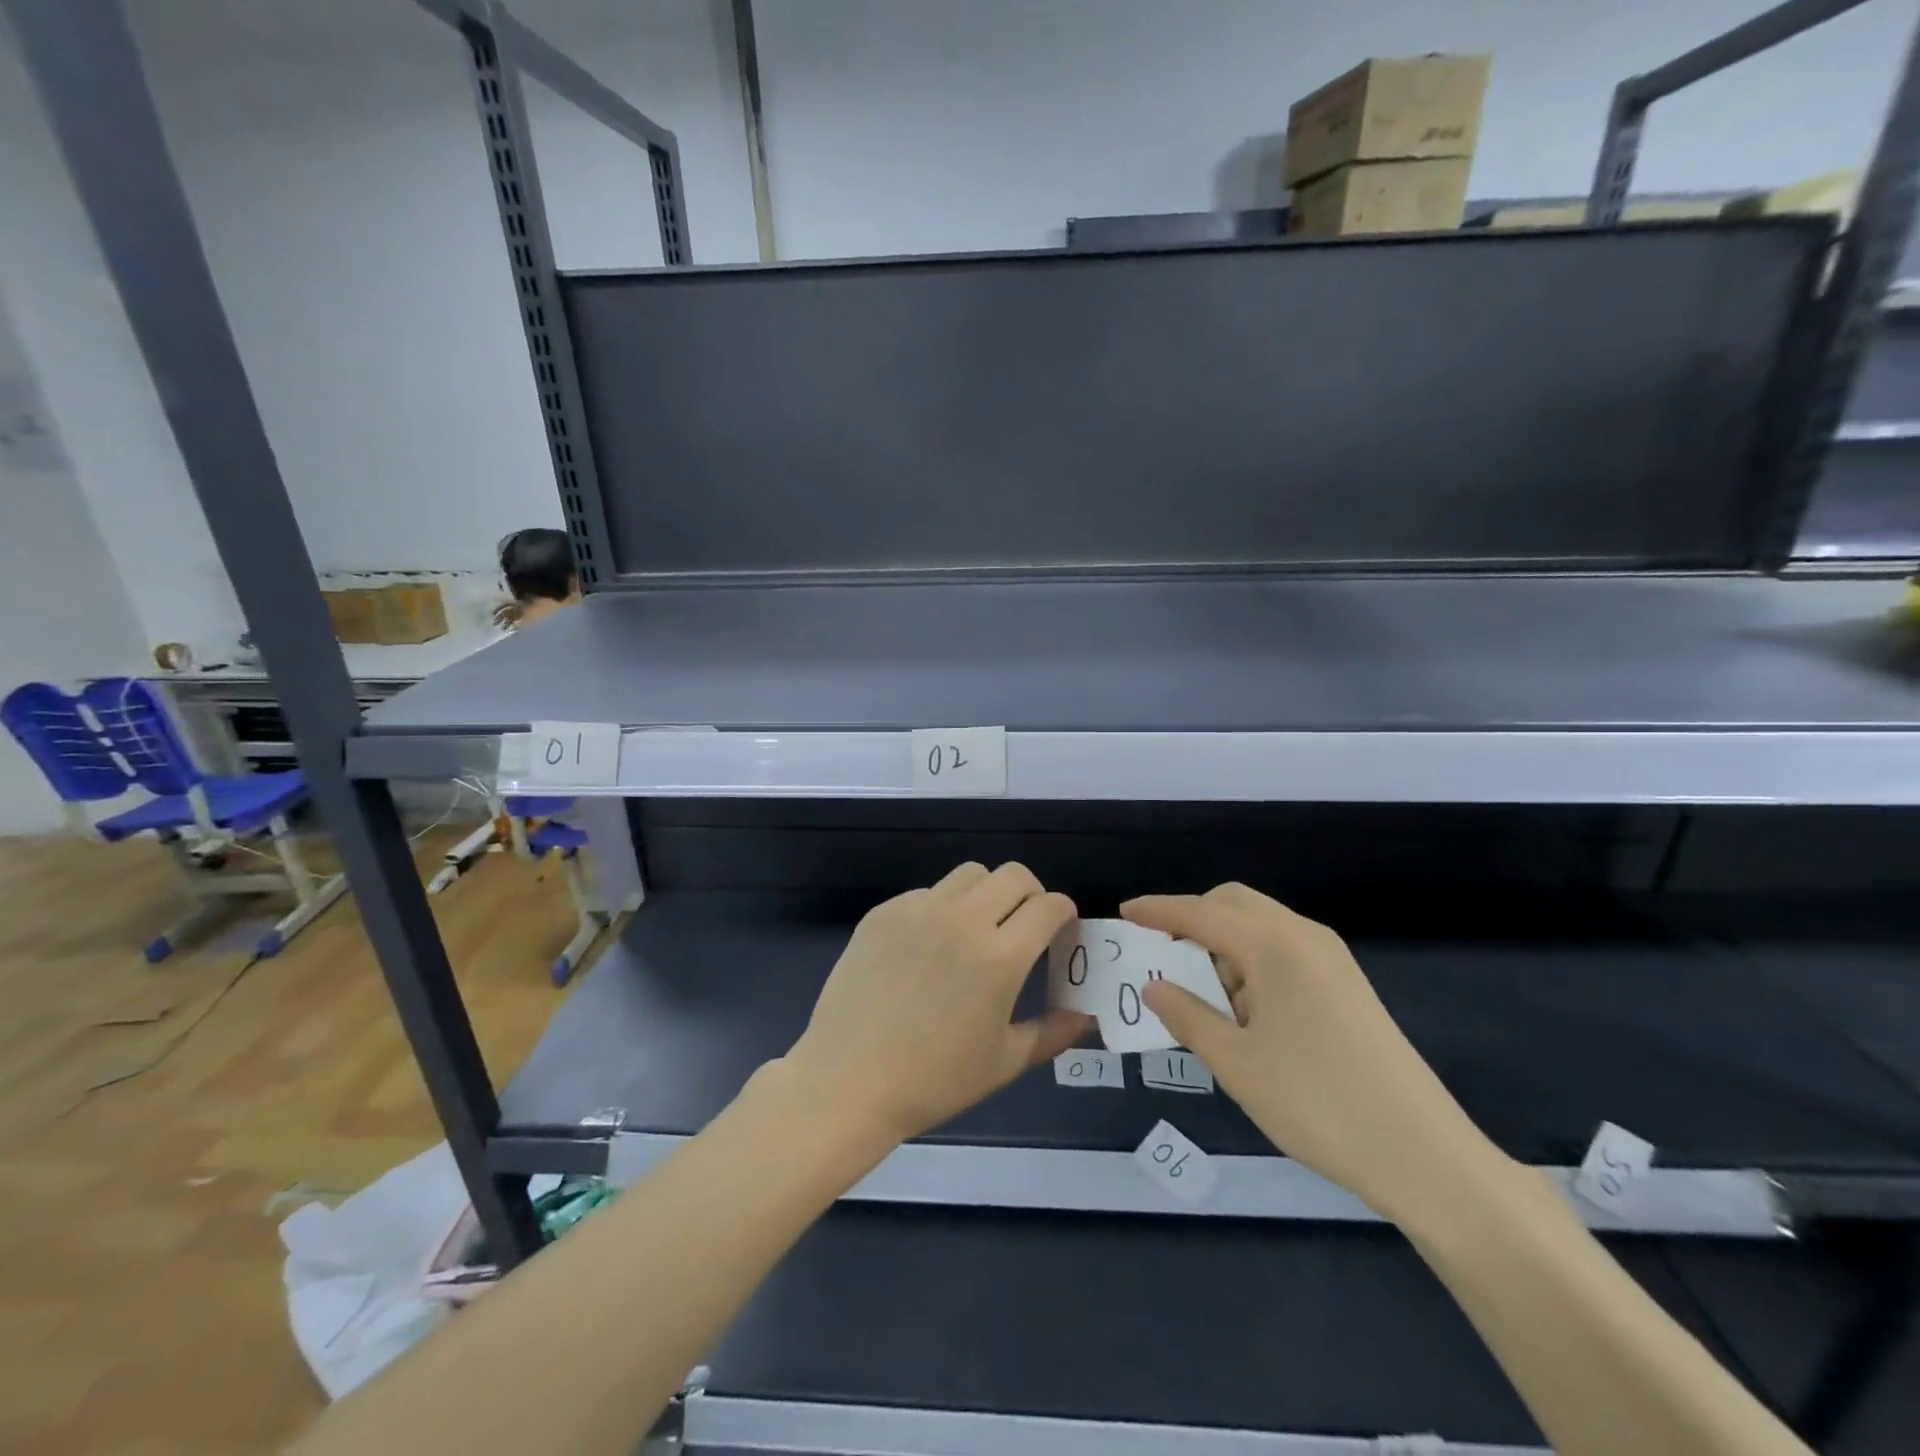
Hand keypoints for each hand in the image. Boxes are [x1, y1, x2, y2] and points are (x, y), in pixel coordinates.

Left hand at [784, 863, 1092, 1145]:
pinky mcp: (884, 912)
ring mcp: (918, 910)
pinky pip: (926, 893)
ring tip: (978, 929)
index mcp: (1000, 956)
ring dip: (986, 893)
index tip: (1059, 931)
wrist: (847, 1082)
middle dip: (1030, 894)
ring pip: (969, 874)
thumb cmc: (933, 1081)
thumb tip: (1087, 1018)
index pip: (1049, 905)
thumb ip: (1052, 1033)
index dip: (1063, 914)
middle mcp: (963, 920)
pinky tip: (928, 947)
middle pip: (1013, 875)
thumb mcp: (1003, 1062)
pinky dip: (941, 908)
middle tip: (1023, 926)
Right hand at [1124, 884, 1496, 1221]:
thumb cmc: (1317, 1105)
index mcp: (1274, 946)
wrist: (1425, 1156)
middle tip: (1162, 956)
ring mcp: (1331, 958)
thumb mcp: (1236, 1064)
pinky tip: (1245, 1012)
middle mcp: (1304, 937)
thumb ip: (1187, 1016)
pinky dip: (1251, 963)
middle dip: (1193, 920)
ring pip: (1260, 926)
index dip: (1158, 910)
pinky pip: (1283, 950)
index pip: (1201, 913)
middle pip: (1234, 903)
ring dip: (1222, 945)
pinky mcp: (1346, 983)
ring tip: (1204, 999)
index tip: (1125, 912)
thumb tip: (1153, 987)